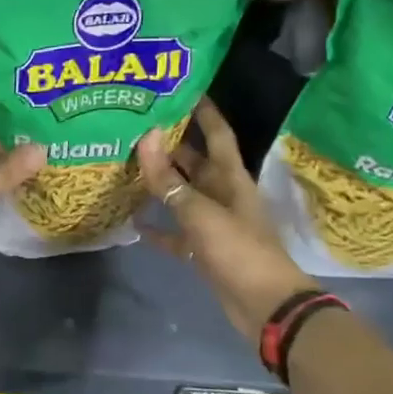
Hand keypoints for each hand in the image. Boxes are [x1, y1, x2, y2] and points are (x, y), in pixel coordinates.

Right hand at [136, 98, 316, 339]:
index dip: (204, 110)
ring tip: (127, 165)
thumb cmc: (239, 251)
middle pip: (194, 161)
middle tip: (136, 125)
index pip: (217, 133)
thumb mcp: (200, 212)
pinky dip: (159, 228)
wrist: (265, 307)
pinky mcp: (204, 250)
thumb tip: (147, 135)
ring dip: (160, 183)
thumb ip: (169, 179)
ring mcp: (213, 223)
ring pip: (182, 194)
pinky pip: (176, 233)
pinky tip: (135, 222)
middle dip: (169, 144)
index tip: (183, 86)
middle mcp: (222, 194)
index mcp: (231, 178)